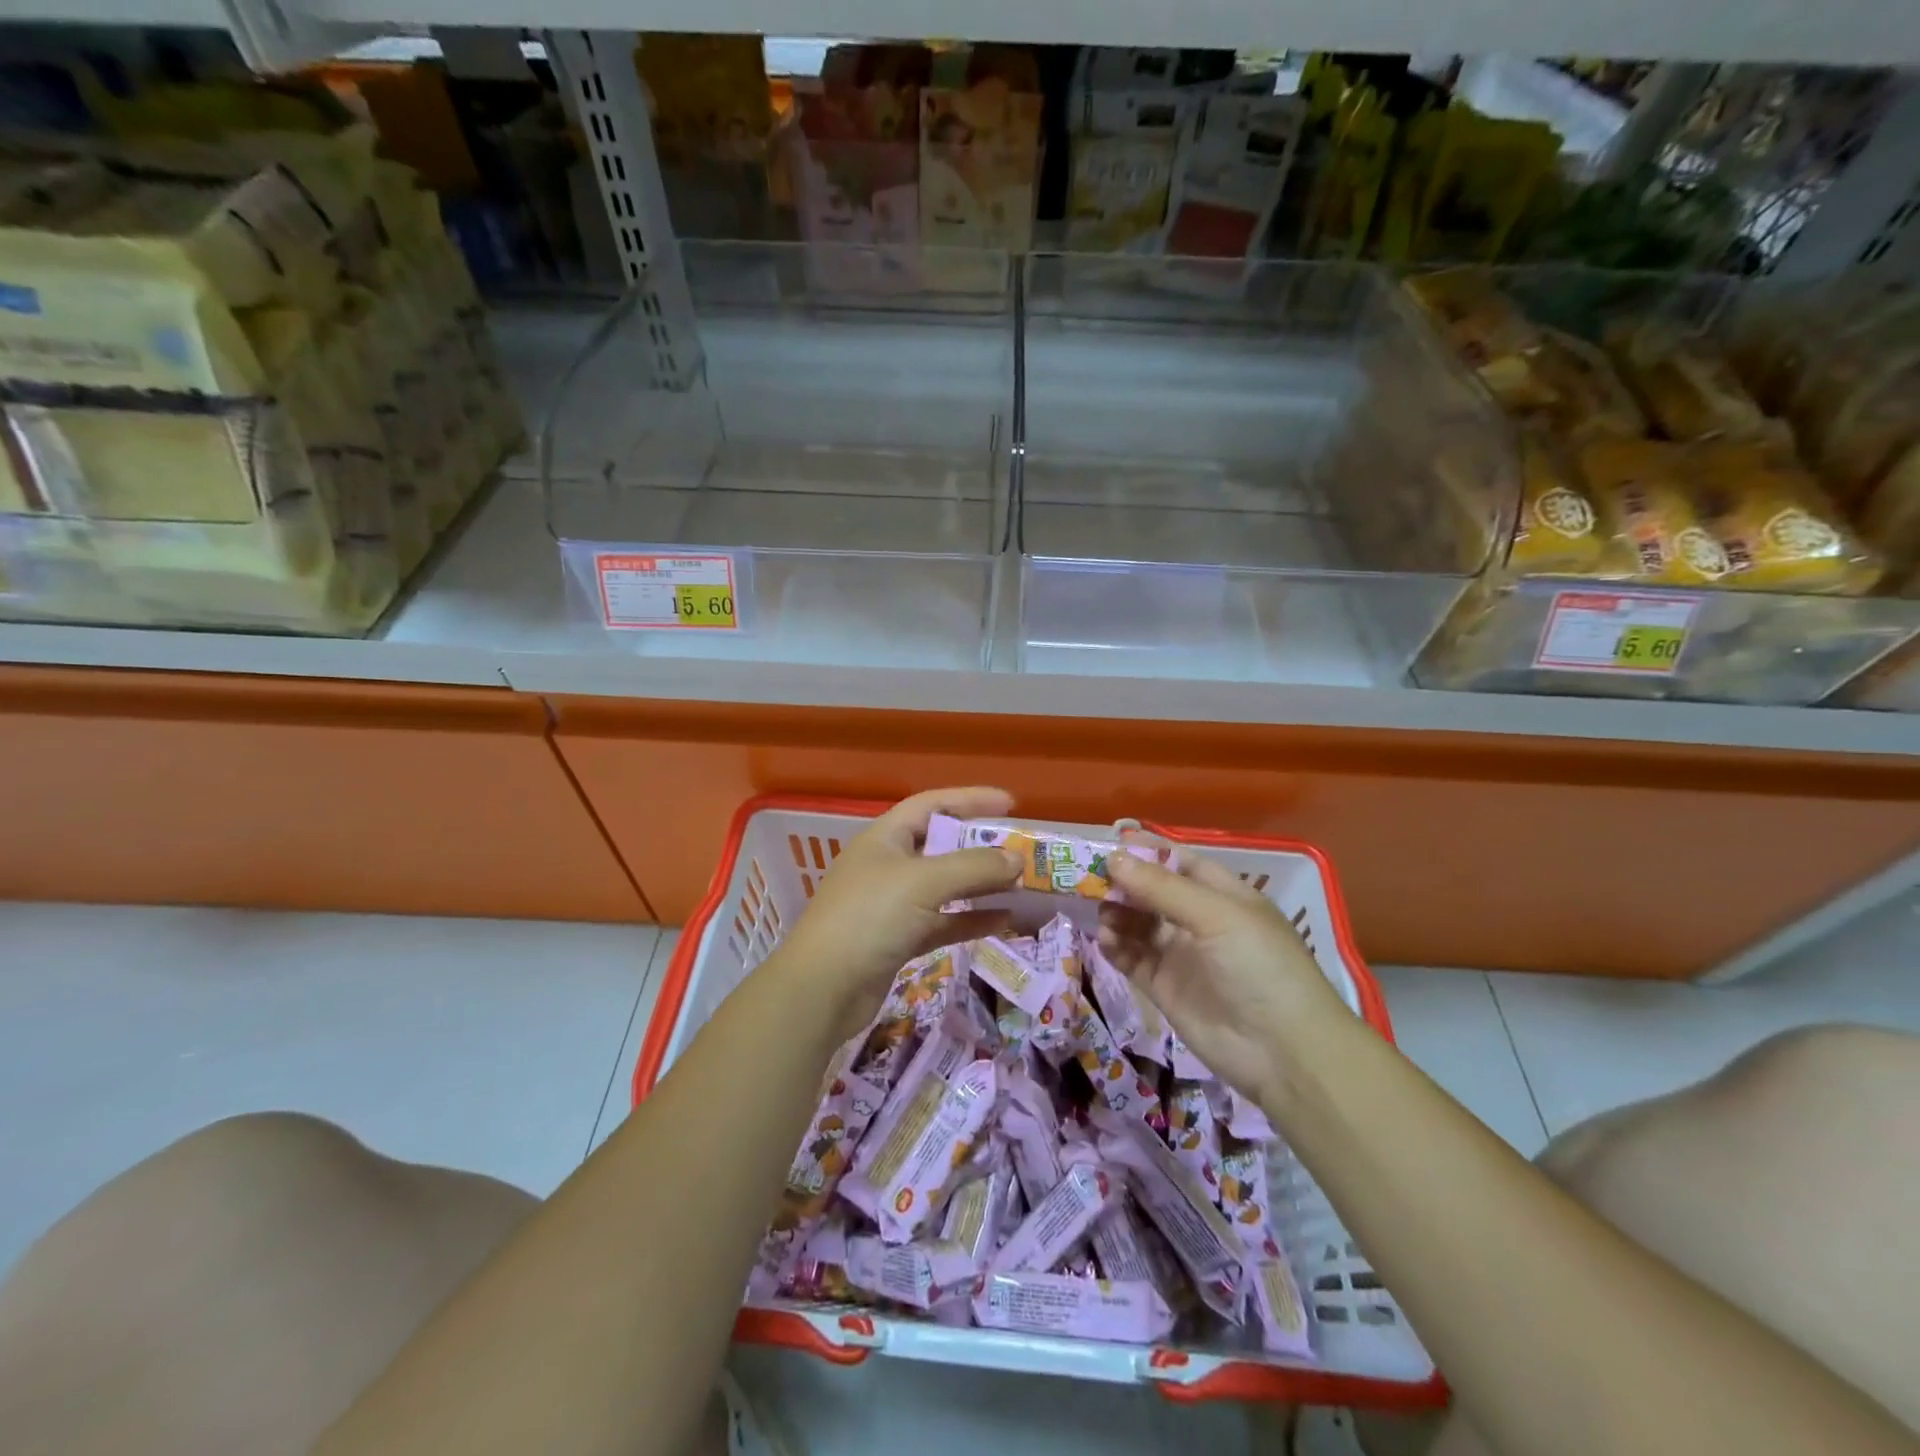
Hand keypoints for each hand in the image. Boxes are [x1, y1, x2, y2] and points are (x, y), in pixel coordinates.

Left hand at [773, 787, 1021, 1030]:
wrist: (822, 989)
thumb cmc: (870, 917)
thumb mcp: (924, 882)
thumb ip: (974, 867)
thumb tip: (1017, 859)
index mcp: (885, 837)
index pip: (932, 804)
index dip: (970, 799)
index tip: (1010, 803)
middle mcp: (888, 865)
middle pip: (942, 845)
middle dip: (981, 847)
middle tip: (1022, 848)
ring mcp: (893, 904)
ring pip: (946, 886)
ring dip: (981, 884)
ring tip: (1021, 884)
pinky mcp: (899, 940)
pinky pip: (943, 921)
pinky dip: (971, 919)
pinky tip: (1004, 922)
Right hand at [1099, 837, 1350, 1109]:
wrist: (1284, 1052)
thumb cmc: (1260, 967)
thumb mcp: (1216, 916)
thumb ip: (1162, 888)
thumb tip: (1114, 858)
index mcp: (1222, 895)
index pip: (1178, 861)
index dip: (1146, 851)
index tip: (1109, 841)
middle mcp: (1199, 920)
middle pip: (1151, 892)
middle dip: (1122, 883)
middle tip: (1087, 877)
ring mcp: (1180, 955)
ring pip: (1137, 924)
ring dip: (1116, 914)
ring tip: (1100, 913)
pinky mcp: (1163, 987)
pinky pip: (1131, 958)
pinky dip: (1115, 947)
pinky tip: (1104, 940)